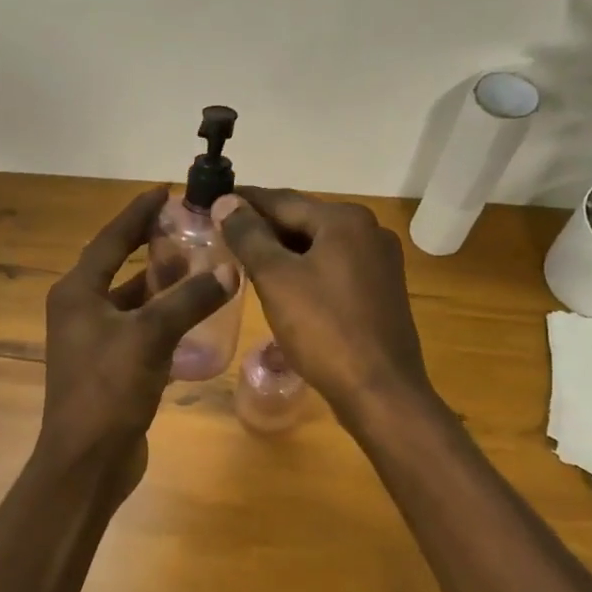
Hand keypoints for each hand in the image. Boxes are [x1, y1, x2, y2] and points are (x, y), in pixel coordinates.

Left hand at [39, 188, 235, 479]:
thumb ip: (189, 300)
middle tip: (190, 229)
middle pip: (120, 266)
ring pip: (132, 300)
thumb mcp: (150, 336)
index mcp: (77, 293)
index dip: (137, 214)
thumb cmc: (108, 390)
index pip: (111, 240)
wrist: (87, 462)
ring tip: (199, 266)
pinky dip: (163, 318)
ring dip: (161, 284)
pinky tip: (194, 315)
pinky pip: (140, 328)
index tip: (164, 192)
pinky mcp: (110, 366)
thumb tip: (228, 270)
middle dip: (153, 247)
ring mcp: (94, 340)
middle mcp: (80, 310)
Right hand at [215, 188, 432, 420]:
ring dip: (282, 249)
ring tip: (243, 258)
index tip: (211, 201)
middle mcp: (369, 231)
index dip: (243, 201)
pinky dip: (304, 269)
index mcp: (345, 220)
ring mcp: (380, 262)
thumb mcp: (276, 279)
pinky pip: (333, 268)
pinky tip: (281, 284)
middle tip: (221, 233)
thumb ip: (248, 236)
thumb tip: (226, 201)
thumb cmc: (324, 329)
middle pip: (303, 220)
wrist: (380, 391)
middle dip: (262, 227)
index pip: (281, 200)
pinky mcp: (381, 290)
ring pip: (318, 246)